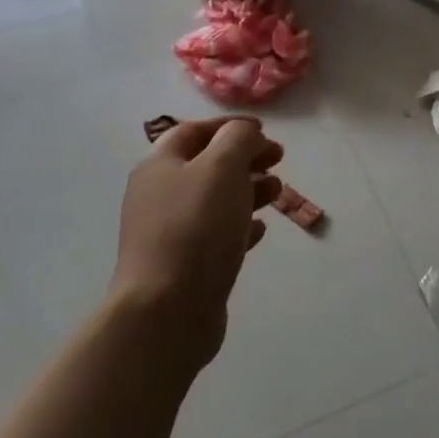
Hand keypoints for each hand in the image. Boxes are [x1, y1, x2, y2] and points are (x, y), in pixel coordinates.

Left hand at [113, 116, 283, 371]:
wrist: (167, 311)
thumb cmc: (196, 227)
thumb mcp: (222, 167)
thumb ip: (238, 139)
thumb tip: (245, 133)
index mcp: (160, 166)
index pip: (193, 131)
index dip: (228, 126)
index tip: (264, 130)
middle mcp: (159, 196)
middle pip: (206, 165)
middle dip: (244, 158)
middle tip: (279, 159)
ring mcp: (170, 234)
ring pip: (214, 201)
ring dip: (247, 191)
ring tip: (278, 193)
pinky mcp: (185, 266)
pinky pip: (216, 236)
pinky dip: (240, 226)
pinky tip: (260, 230)